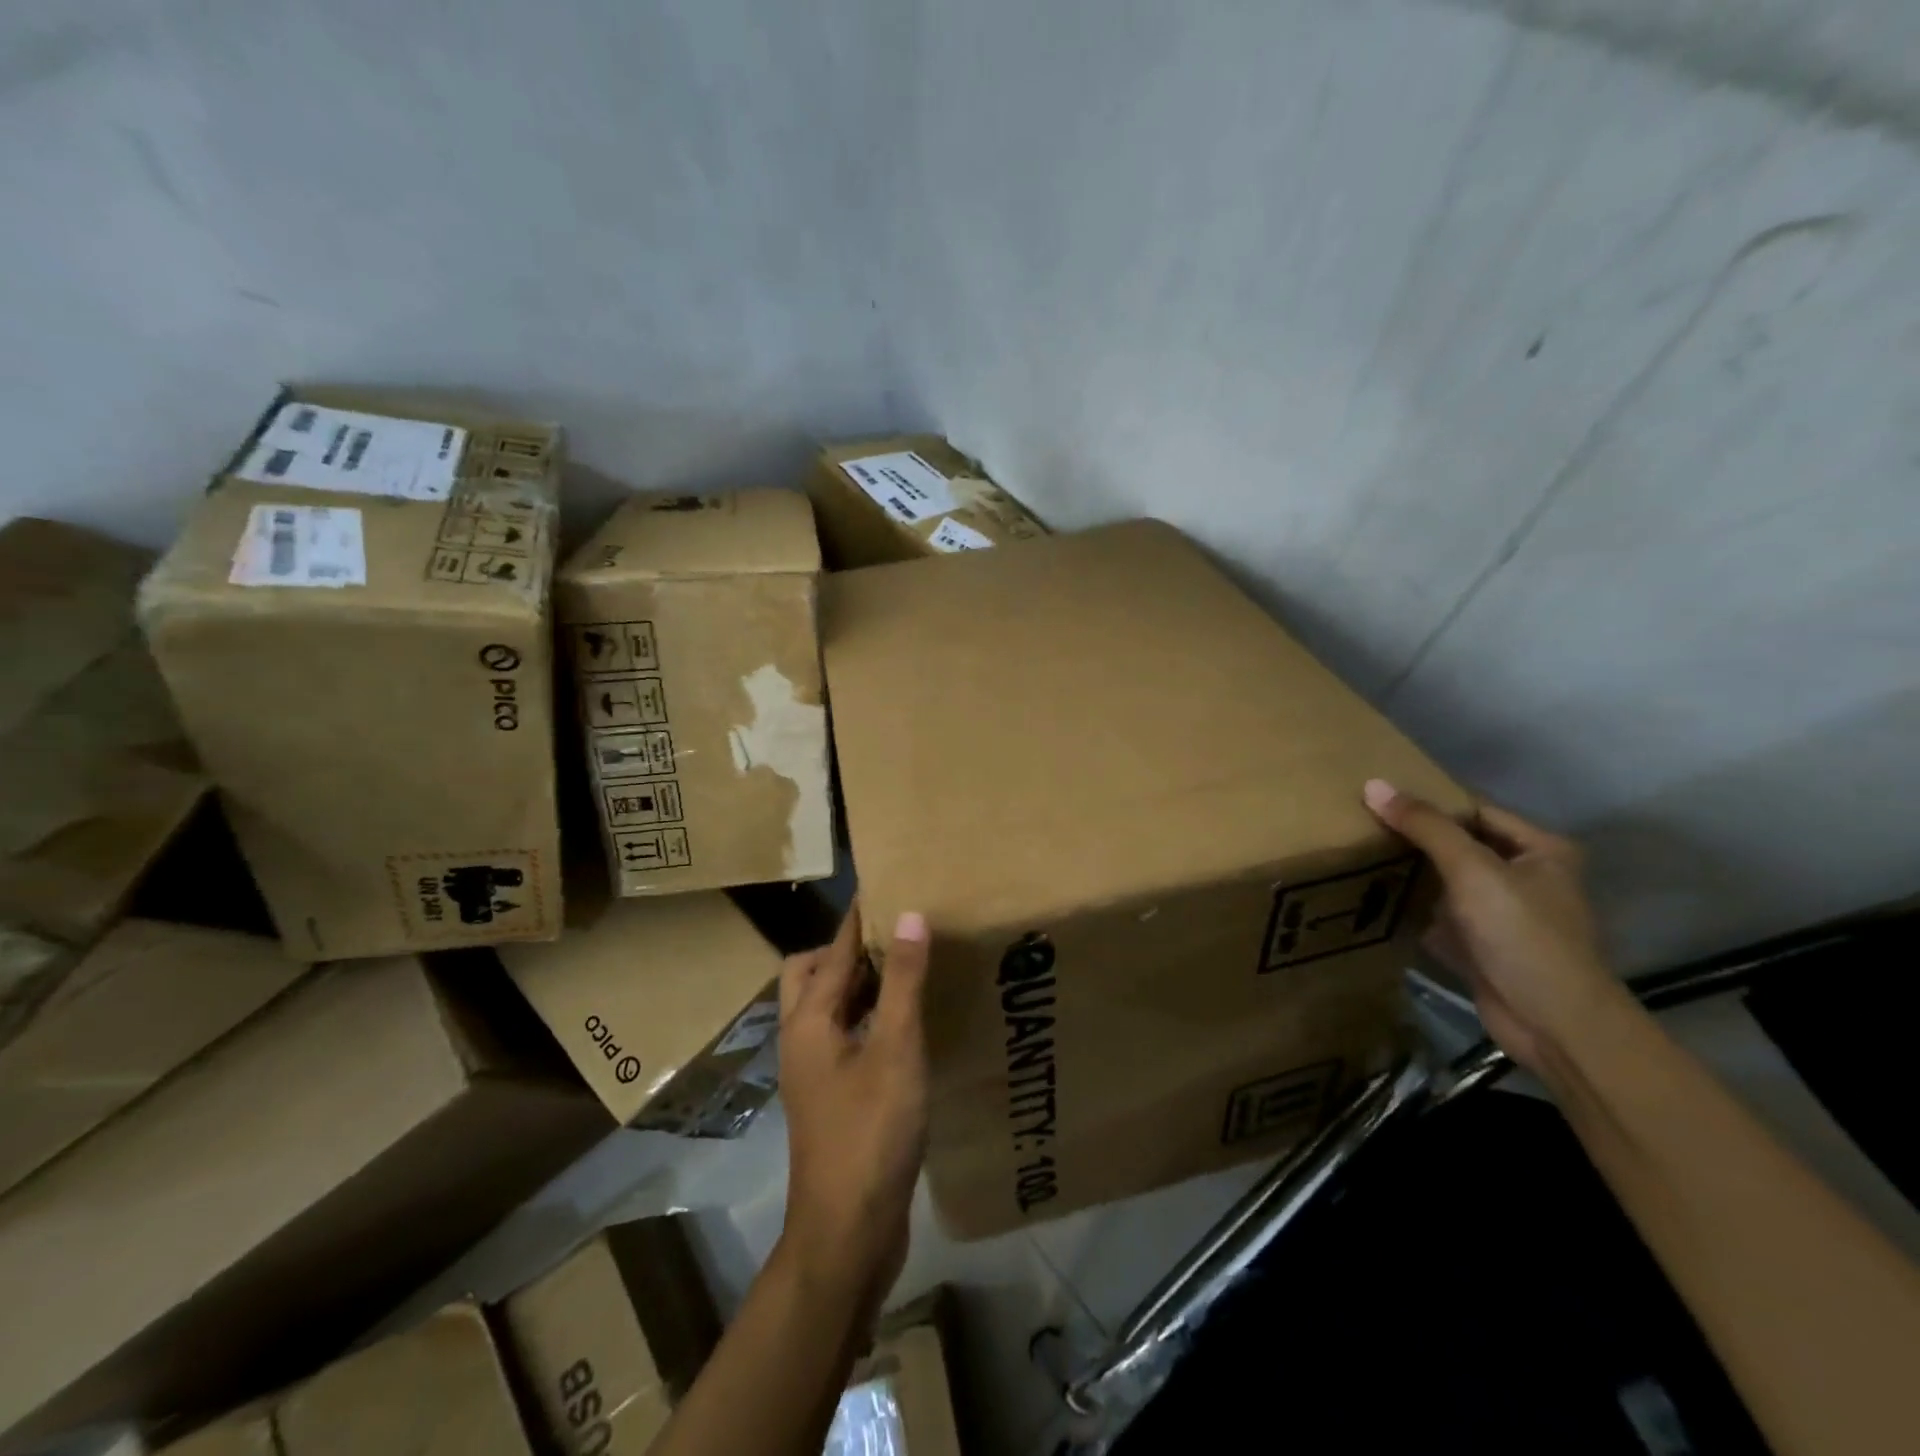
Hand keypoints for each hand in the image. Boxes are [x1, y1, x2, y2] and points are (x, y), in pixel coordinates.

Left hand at [776, 902, 929, 1316]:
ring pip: (829, 1007)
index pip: (835, 949)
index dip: (861, 916)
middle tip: (898, 937)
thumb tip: (909, 915)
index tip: (889, 883)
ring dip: (861, 984)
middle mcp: (802, 1038)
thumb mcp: (896, 1049)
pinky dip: (868, 1017)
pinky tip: (905, 1025)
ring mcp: (814, 1071)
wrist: (848, 1232)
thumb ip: (903, 981)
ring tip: (907, 970)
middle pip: (814, 973)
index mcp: (808, 1020)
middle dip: (850, 950)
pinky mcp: (832, 1096)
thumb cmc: (871, 1133)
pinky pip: (845, 1036)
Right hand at [1363, 779, 1628, 1076]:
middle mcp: (1524, 877)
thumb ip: (1425, 826)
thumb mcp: (1473, 870)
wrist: (1554, 1024)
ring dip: (1409, 874)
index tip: (1377, 796)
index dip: (1430, 802)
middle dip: (1413, 838)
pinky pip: (1438, 916)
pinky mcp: (1481, 946)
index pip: (1475, 810)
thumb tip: (1373, 784)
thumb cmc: (1522, 934)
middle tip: (1358, 822)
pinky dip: (1410, 910)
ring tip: (1356, 853)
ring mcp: (1502, 915)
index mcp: (1540, 850)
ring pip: (1446, 882)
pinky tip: (1371, 898)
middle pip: (1458, 845)